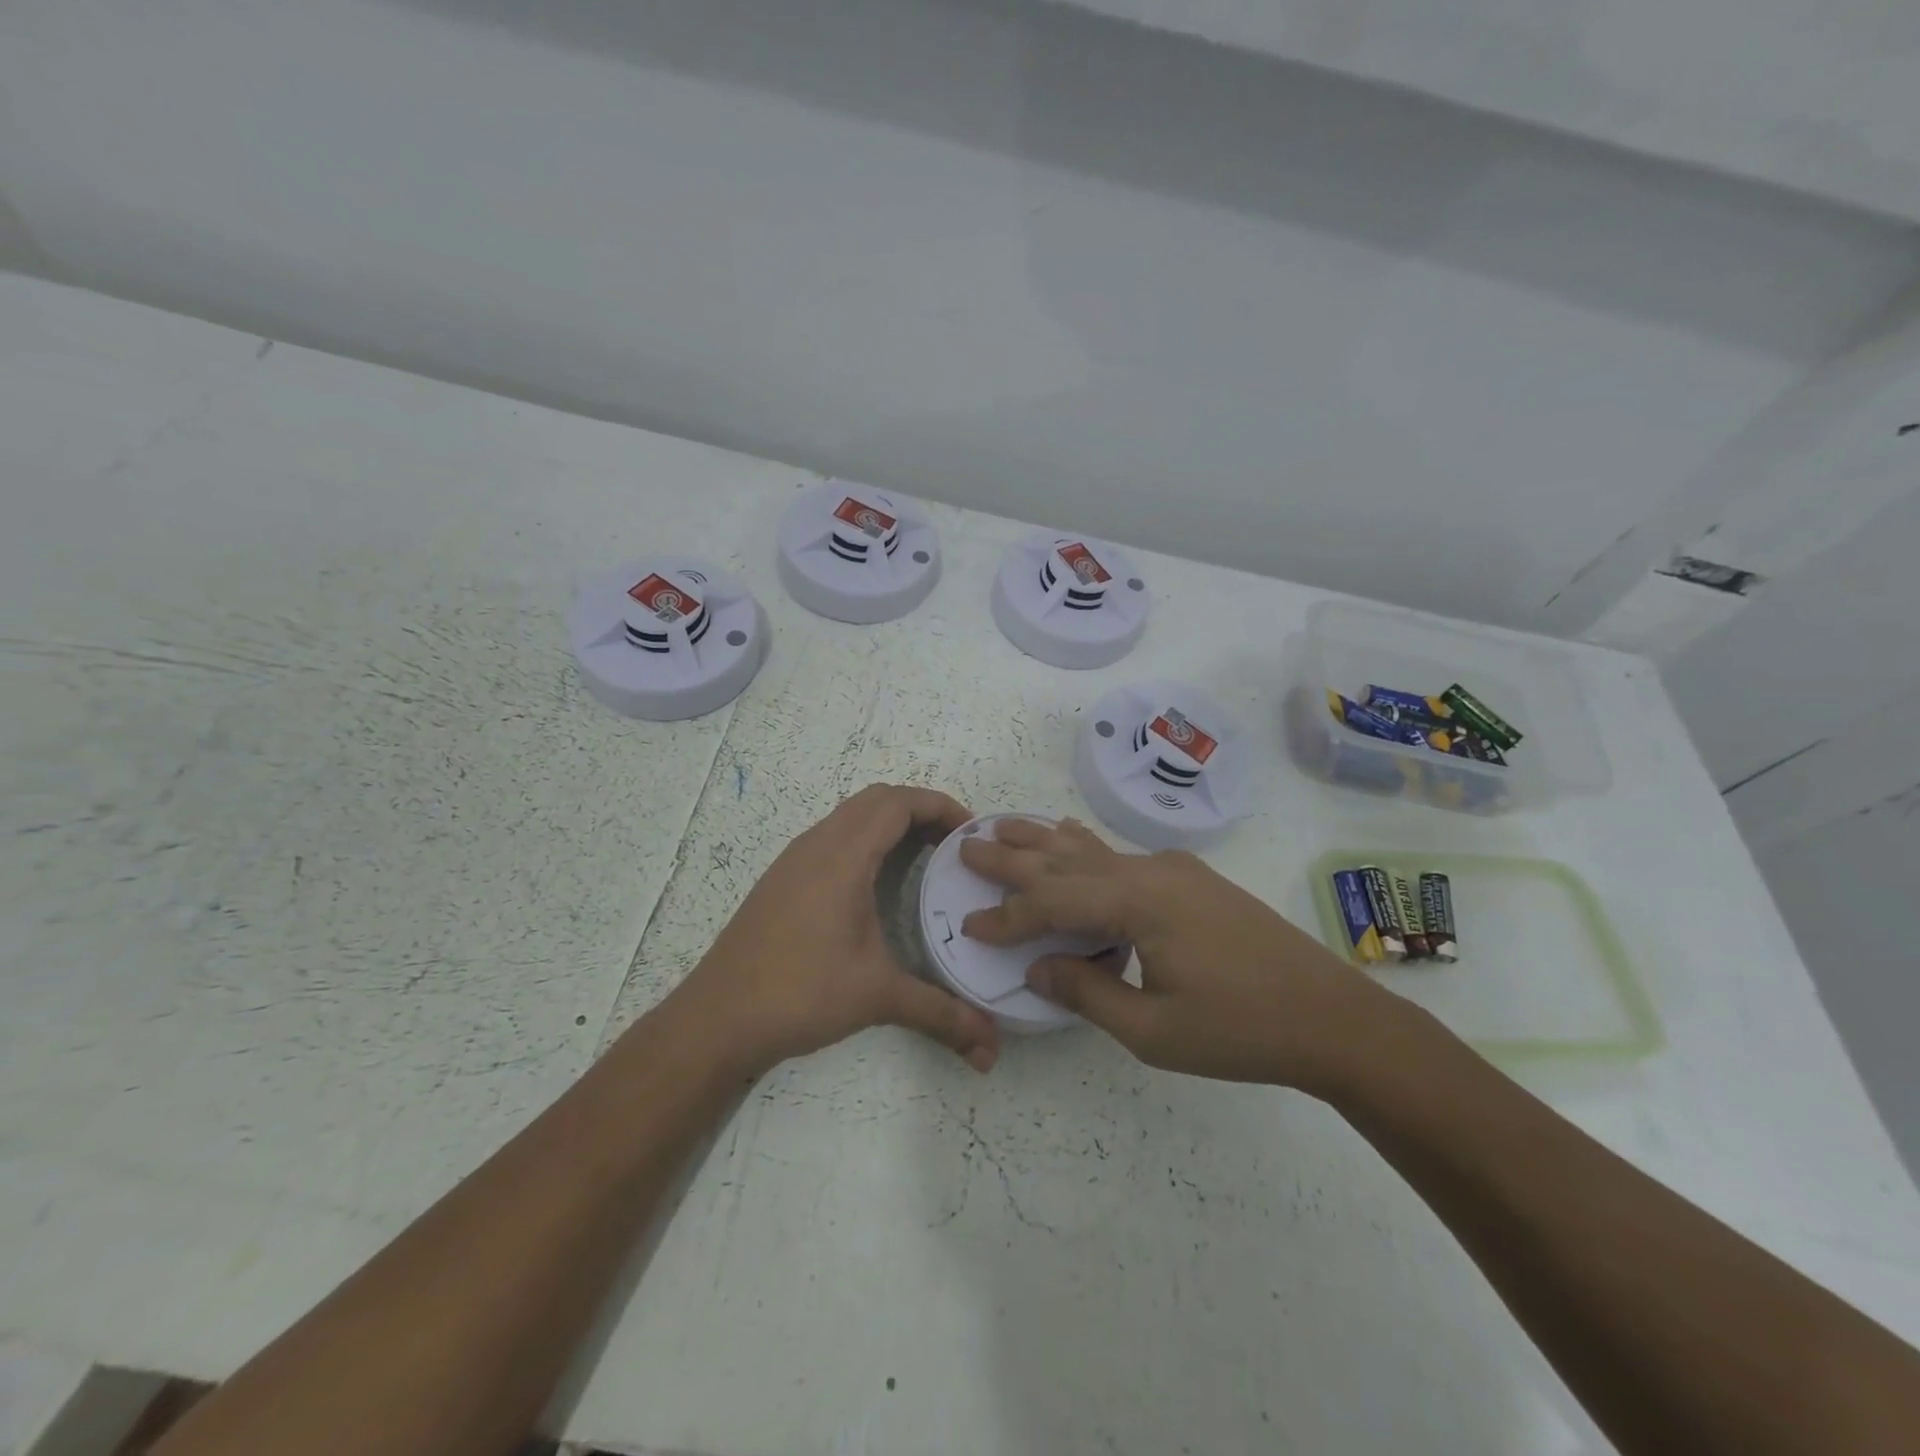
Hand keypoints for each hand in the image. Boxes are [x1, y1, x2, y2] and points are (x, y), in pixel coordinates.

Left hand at [667, 784, 1000, 1079]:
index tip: (972, 832)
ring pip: (851, 815)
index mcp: (842, 857)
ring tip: (925, 856)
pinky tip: (878, 880)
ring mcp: (795, 859)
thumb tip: (992, 1050)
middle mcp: (816, 845)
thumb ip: (939, 1014)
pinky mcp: (782, 878)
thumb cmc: (799, 993)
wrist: (716, 1017)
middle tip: (953, 843)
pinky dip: (866, 838)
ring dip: (891, 821)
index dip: (939, 805)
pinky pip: (833, 835)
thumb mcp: (876, 997)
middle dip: (921, 809)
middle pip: (876, 799)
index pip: (897, 803)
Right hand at [959, 818, 1398, 1091]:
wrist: (1333, 1017)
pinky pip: (1120, 858)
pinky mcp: (1191, 879)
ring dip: (1046, 841)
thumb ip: (1087, 992)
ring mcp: (1175, 870)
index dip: (1009, 916)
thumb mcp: (1154, 1029)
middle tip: (969, 843)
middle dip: (1014, 855)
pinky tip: (1070, 837)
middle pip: (1067, 860)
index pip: (1054, 902)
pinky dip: (1084, 850)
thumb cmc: (1241, 1030)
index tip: (970, 925)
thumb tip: (1035, 967)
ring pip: (1094, 850)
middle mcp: (1151, 871)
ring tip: (1005, 824)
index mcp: (1140, 902)